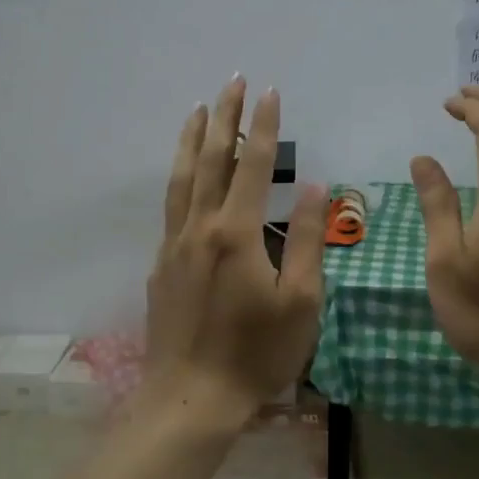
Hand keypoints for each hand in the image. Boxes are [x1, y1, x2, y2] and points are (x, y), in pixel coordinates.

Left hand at [143, 76, 326, 428]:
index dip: (263, 126)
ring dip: (191, 139)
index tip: (270, 92)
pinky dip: (178, 176)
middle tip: (232, 81)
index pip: (253, 165)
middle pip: (211, 159)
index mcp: (237, 232)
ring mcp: (174, 244)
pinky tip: (184, 172)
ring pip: (181, 178)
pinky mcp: (161, 264)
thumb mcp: (301, 301)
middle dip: (224, 117)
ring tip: (198, 108)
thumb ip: (308, 240)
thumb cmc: (257, 354)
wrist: (191, 397)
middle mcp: (200, 227)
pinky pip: (171, 205)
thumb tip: (317, 187)